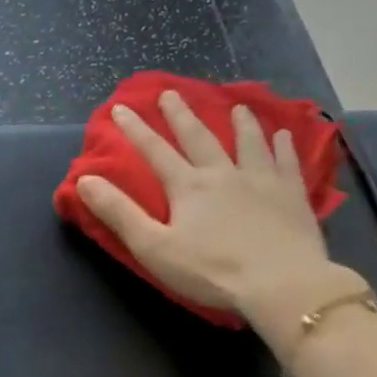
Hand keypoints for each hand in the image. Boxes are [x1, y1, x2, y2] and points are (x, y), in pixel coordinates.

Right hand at [76, 90, 346, 332]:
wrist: (280, 283)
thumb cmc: (211, 272)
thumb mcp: (153, 248)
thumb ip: (120, 213)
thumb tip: (85, 180)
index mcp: (188, 187)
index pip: (155, 152)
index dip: (135, 130)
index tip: (121, 108)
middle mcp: (223, 174)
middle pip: (199, 138)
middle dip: (181, 116)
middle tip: (171, 93)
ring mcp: (262, 181)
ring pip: (249, 143)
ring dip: (241, 123)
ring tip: (237, 106)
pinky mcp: (291, 196)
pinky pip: (287, 163)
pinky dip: (284, 147)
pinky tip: (285, 136)